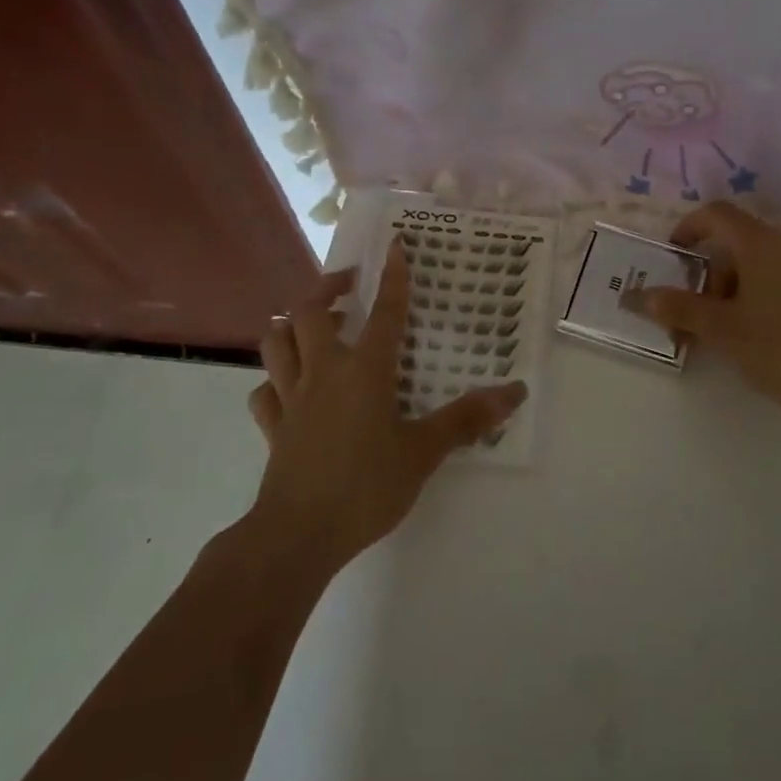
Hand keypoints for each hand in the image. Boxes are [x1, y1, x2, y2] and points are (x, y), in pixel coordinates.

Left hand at [247, 244, 526, 567]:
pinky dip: (274, 379)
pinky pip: (264, 390)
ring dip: (291, 324)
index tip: (395, 245)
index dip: (392, 277)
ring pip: (276, 341)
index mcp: (364, 370)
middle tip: (349, 284)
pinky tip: (288, 386)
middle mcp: (323, 372)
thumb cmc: (366, 486)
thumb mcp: (424, 452)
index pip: (384, 312)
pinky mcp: (272, 427)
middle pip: (309, 311)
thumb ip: (467, 419)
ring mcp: (291, 398)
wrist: (298, 534)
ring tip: (313, 323)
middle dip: (327, 288)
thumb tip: (515, 392)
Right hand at [620, 201, 780, 426]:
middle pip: (735, 241)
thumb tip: (639, 295)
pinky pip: (779, 276)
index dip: (687, 229)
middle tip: (692, 311)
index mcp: (760, 242)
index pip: (716, 214)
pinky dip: (756, 293)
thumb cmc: (780, 348)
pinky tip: (753, 332)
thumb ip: (678, 307)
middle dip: (707, 272)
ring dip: (730, 287)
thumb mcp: (721, 330)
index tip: (672, 259)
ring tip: (720, 330)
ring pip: (757, 262)